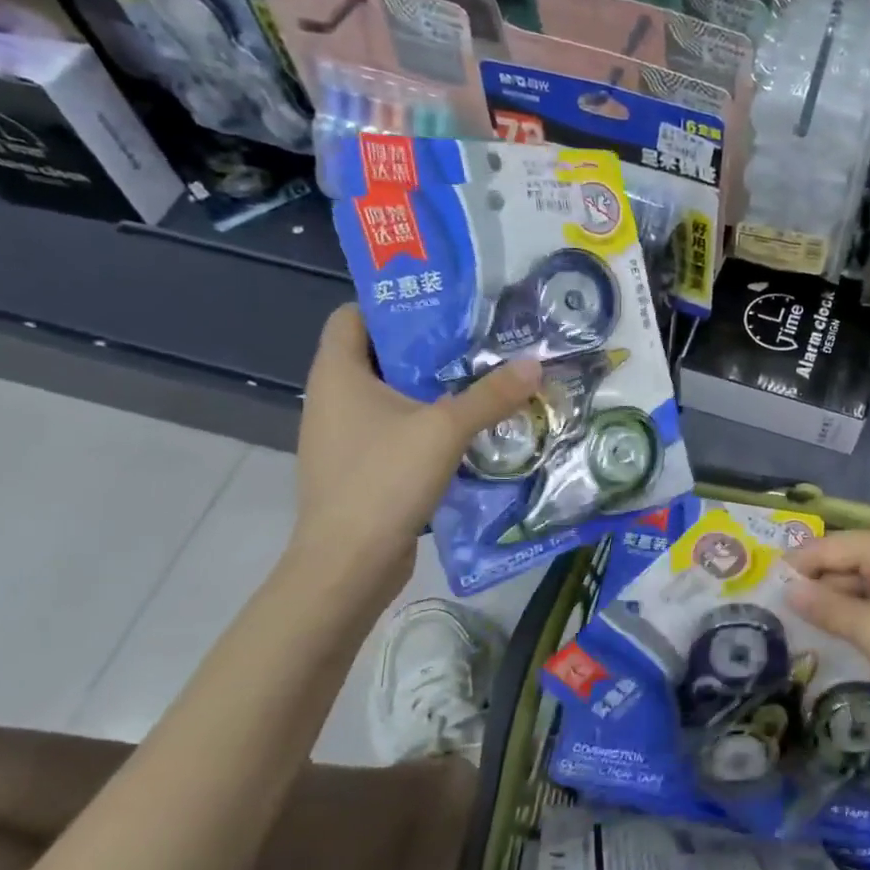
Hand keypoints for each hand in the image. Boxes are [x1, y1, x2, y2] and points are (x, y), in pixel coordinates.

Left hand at [291, 305, 541, 586]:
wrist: (348, 564)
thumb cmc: (383, 480)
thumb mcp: (445, 430)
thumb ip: (491, 395)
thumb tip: (536, 363)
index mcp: (338, 374)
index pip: (353, 316)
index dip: (393, 305)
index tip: (444, 309)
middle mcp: (333, 398)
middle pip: (380, 355)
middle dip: (429, 348)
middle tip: (481, 344)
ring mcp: (344, 437)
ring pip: (392, 396)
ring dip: (433, 390)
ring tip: (483, 384)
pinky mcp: (360, 468)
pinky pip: (396, 431)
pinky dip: (427, 425)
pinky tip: (468, 433)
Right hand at [786, 530, 869, 725]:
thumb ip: (826, 608)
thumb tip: (788, 588)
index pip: (825, 546)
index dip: (793, 567)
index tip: (761, 593)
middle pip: (844, 564)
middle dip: (813, 588)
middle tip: (776, 619)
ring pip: (862, 588)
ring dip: (835, 608)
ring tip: (801, 633)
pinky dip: (860, 620)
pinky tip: (843, 642)